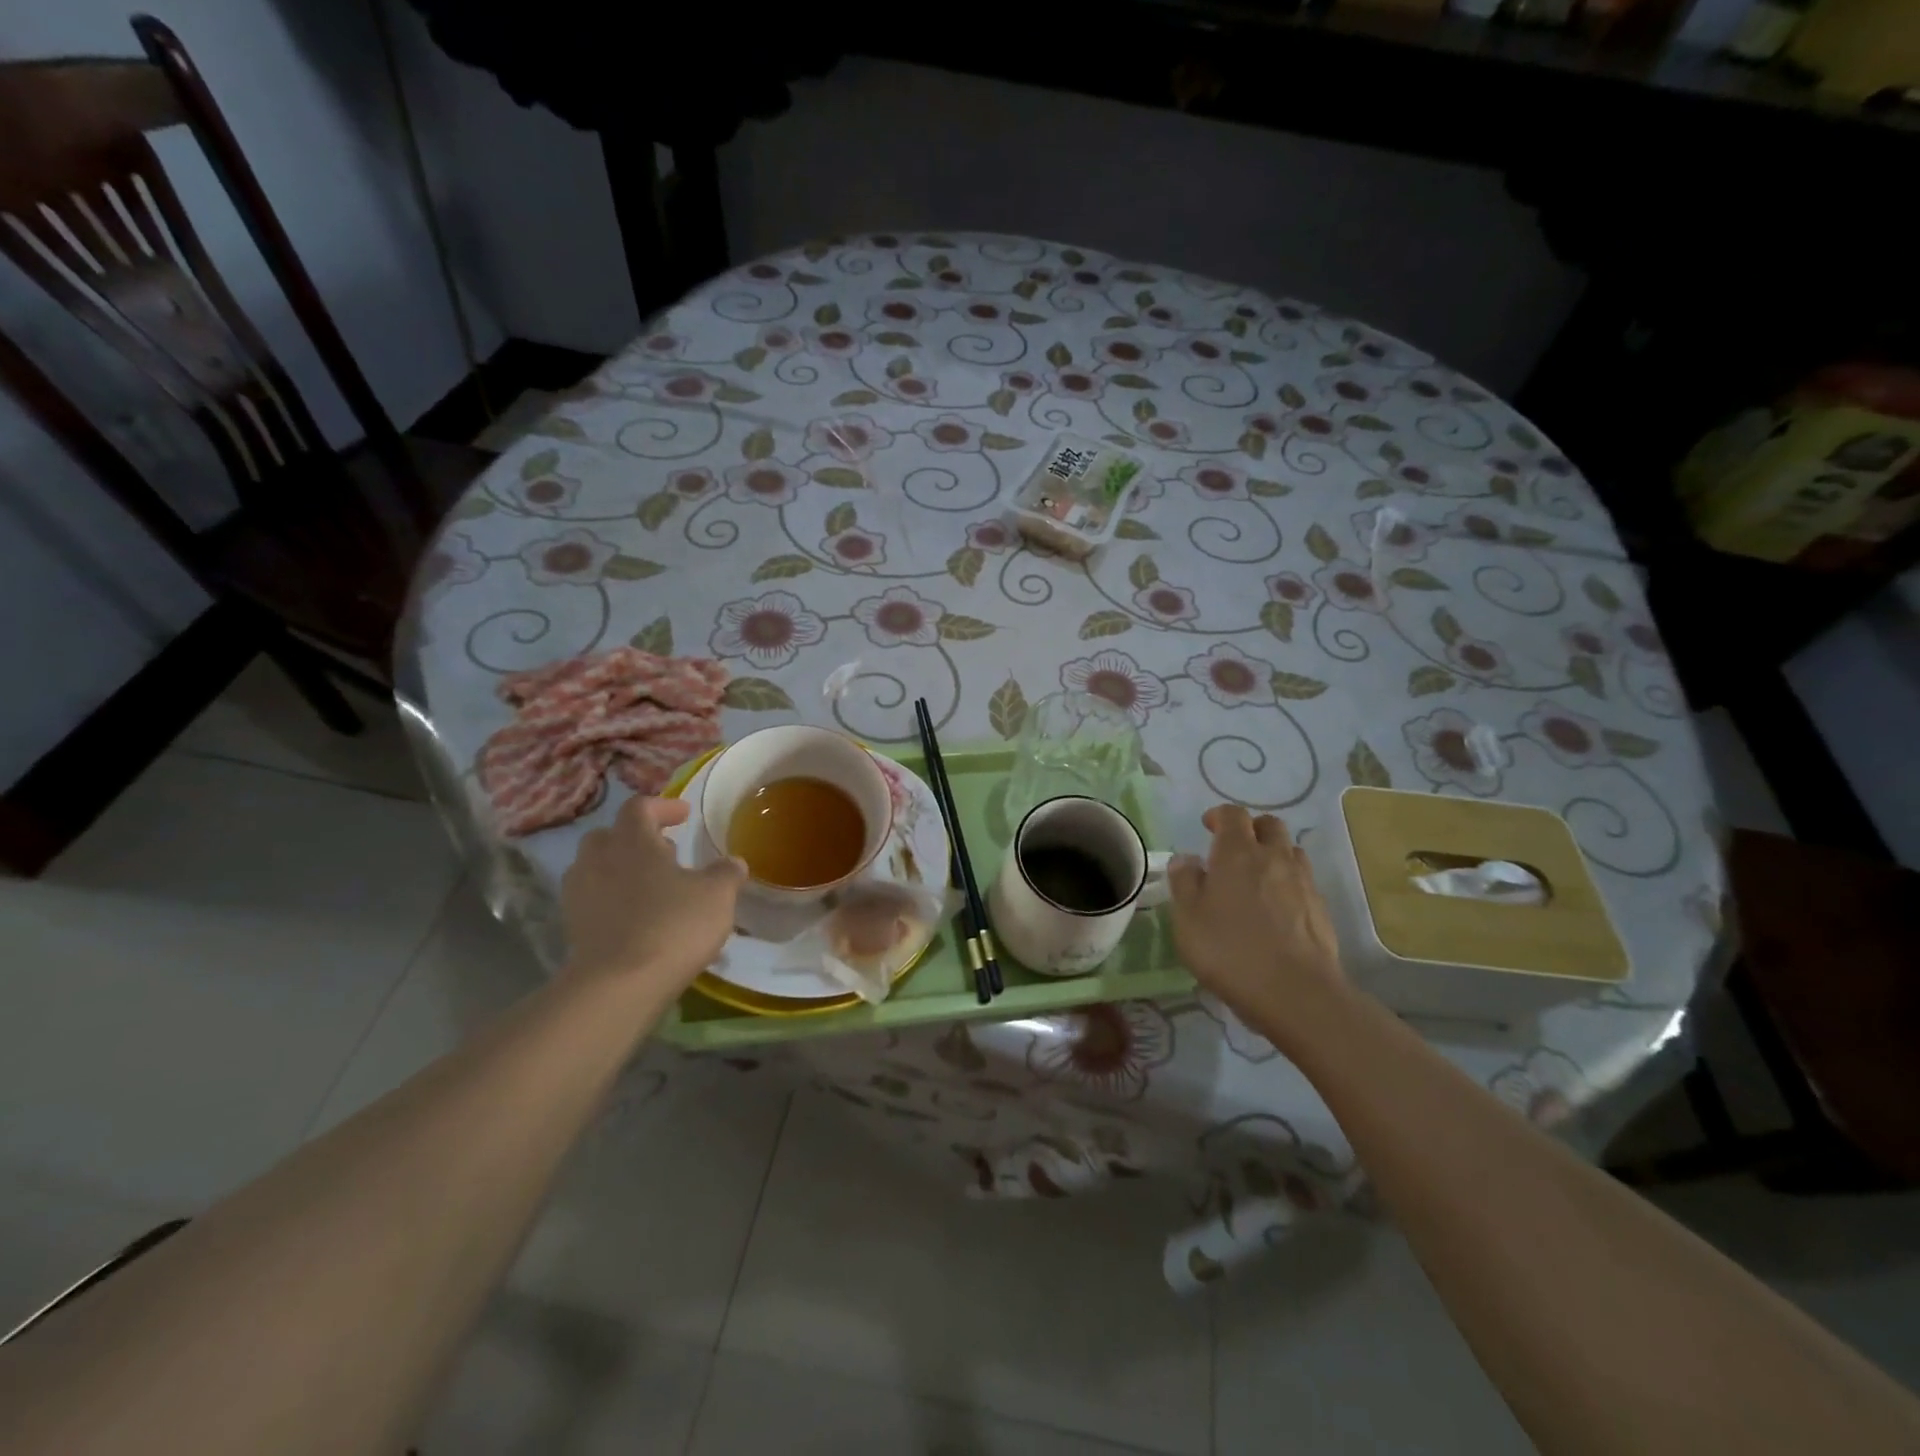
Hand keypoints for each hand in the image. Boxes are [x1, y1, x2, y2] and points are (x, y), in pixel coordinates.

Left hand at [560, 796, 745, 993]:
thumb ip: (726, 873)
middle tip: (666, 851)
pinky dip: (611, 900)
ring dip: (620, 869)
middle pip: (610, 835)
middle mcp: (598, 859)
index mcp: (632, 840)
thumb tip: (733, 862)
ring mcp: (579, 895)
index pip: (640, 807)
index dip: (663, 806)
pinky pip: (592, 900)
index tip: (684, 815)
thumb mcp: (717, 895)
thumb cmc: (672, 925)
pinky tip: (636, 918)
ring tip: (650, 886)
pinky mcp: (573, 928)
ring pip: (595, 868)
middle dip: (636, 838)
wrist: (618, 986)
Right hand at [1169, 805, 1345, 1043]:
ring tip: (1257, 877)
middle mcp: (1274, 857)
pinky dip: (1288, 882)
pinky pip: (1303, 881)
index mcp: (1238, 853)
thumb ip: (1184, 882)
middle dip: (1251, 829)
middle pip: (1269, 825)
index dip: (1219, 816)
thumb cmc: (1230, 950)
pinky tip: (1276, 908)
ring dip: (1273, 854)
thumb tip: (1186, 859)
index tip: (1207, 827)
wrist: (1296, 992)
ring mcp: (1303, 882)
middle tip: (1233, 849)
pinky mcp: (1321, 909)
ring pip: (1291, 851)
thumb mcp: (1188, 918)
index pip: (1233, 815)